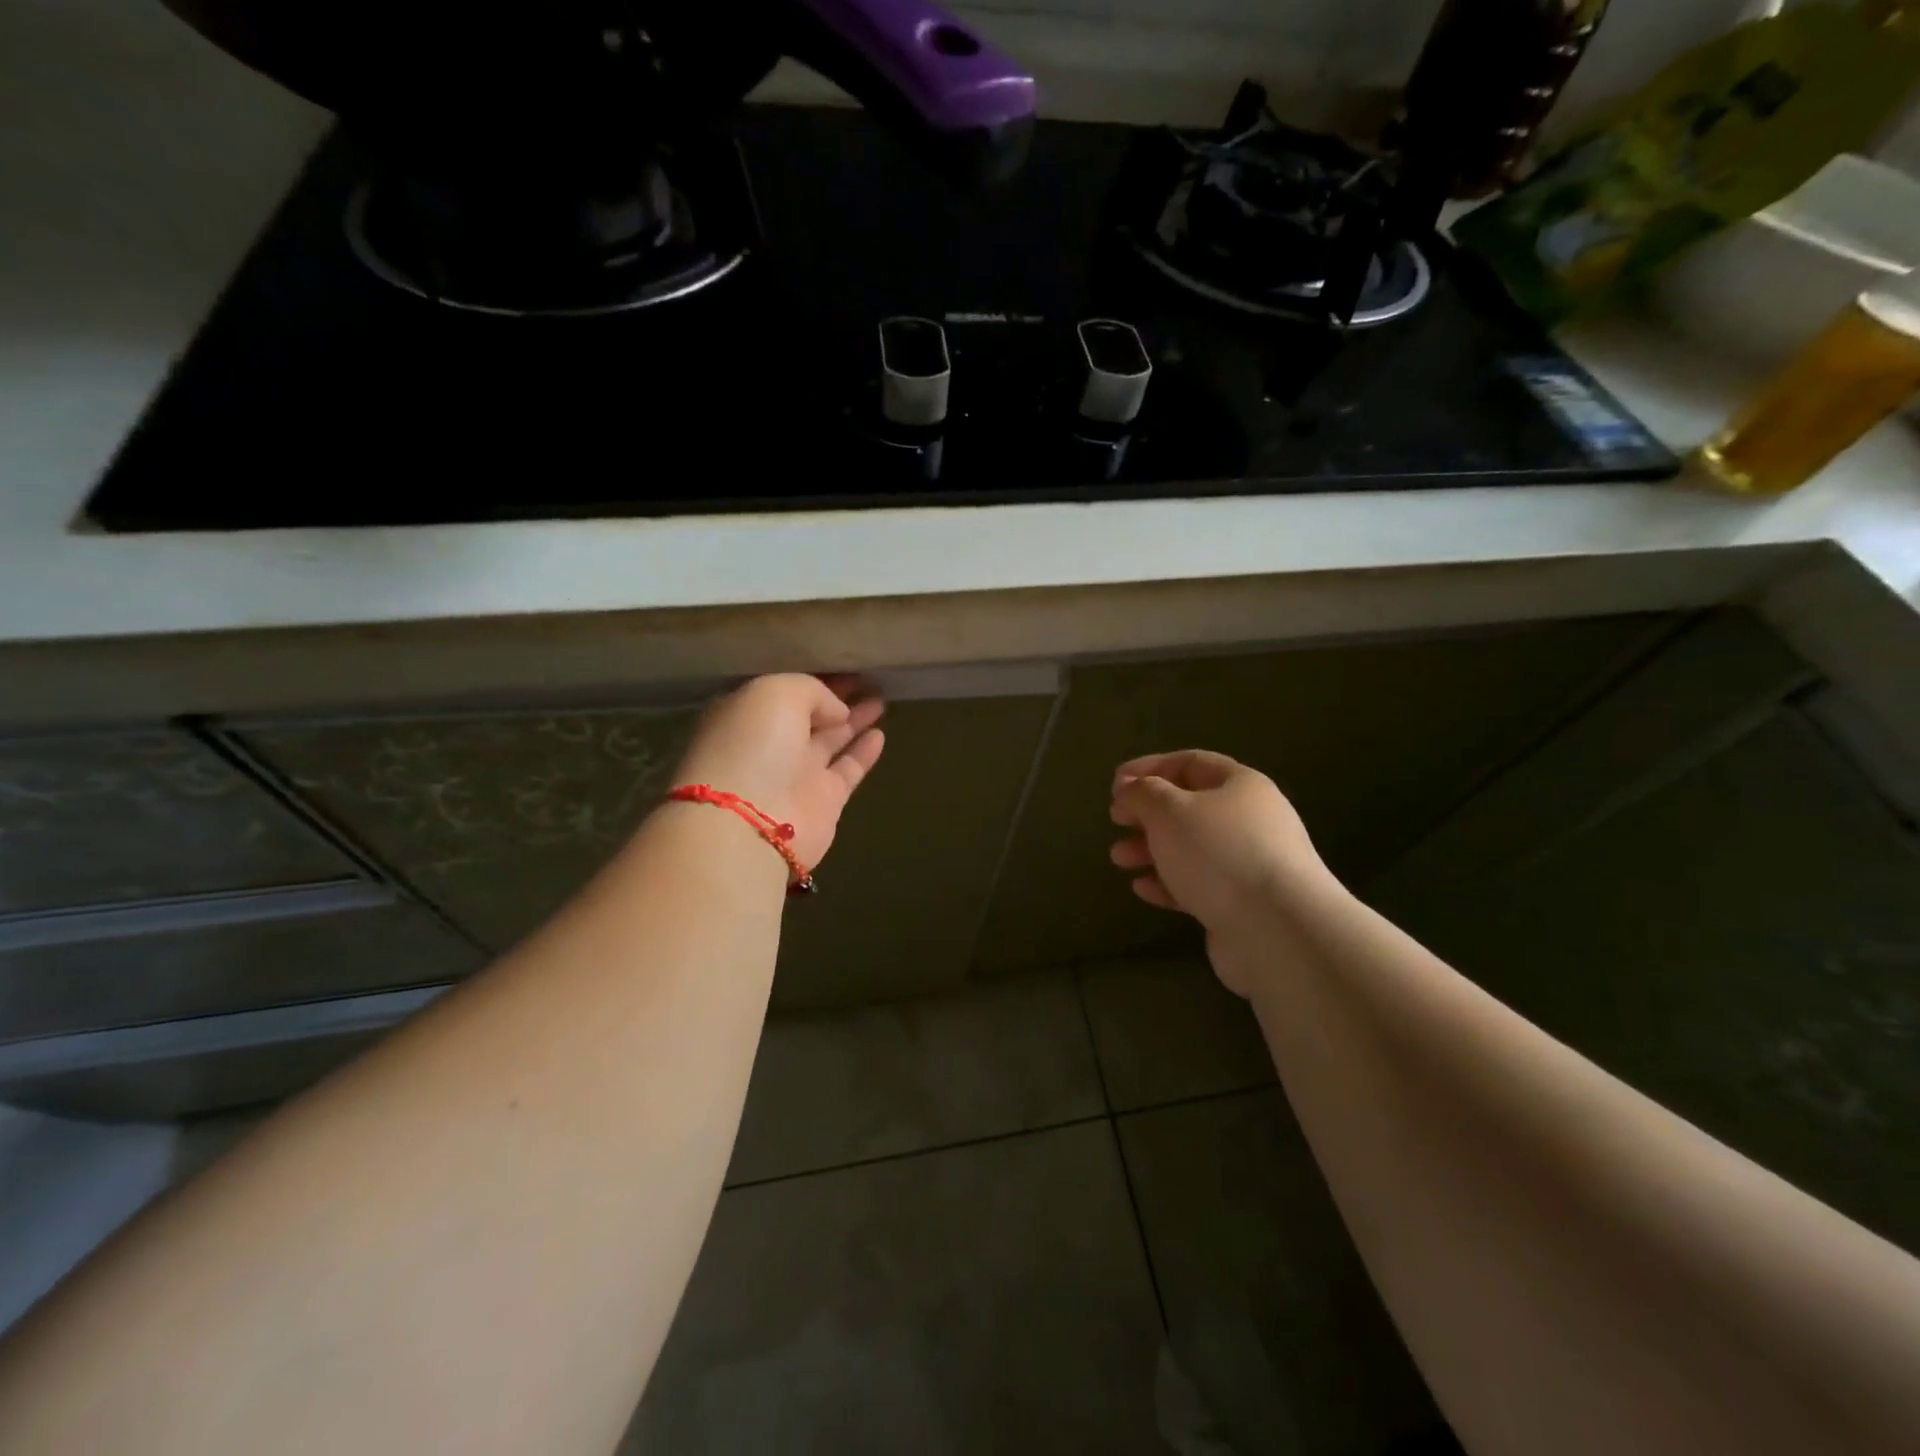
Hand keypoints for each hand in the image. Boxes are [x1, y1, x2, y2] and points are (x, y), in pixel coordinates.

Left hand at [671, 674, 885, 869]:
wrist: (751, 822)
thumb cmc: (754, 744)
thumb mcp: (777, 692)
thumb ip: (811, 691)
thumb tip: (836, 712)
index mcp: (747, 714)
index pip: (783, 691)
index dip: (812, 677)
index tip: (843, 664)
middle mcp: (770, 743)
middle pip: (808, 714)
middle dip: (835, 697)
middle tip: (867, 678)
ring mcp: (796, 773)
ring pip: (830, 740)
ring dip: (854, 720)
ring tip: (880, 699)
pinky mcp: (824, 800)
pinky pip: (848, 769)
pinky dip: (864, 752)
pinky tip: (880, 734)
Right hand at [1108, 750, 1327, 993]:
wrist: (1276, 930)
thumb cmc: (1218, 853)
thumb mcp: (1169, 810)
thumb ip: (1143, 793)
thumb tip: (1132, 790)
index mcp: (1241, 785)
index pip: (1191, 763)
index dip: (1150, 768)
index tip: (1115, 784)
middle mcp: (1251, 820)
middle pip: (1189, 807)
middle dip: (1147, 813)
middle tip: (1115, 821)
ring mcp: (1250, 864)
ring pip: (1190, 848)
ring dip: (1151, 849)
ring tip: (1119, 859)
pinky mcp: (1243, 904)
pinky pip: (1198, 885)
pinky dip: (1168, 883)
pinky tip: (1142, 889)